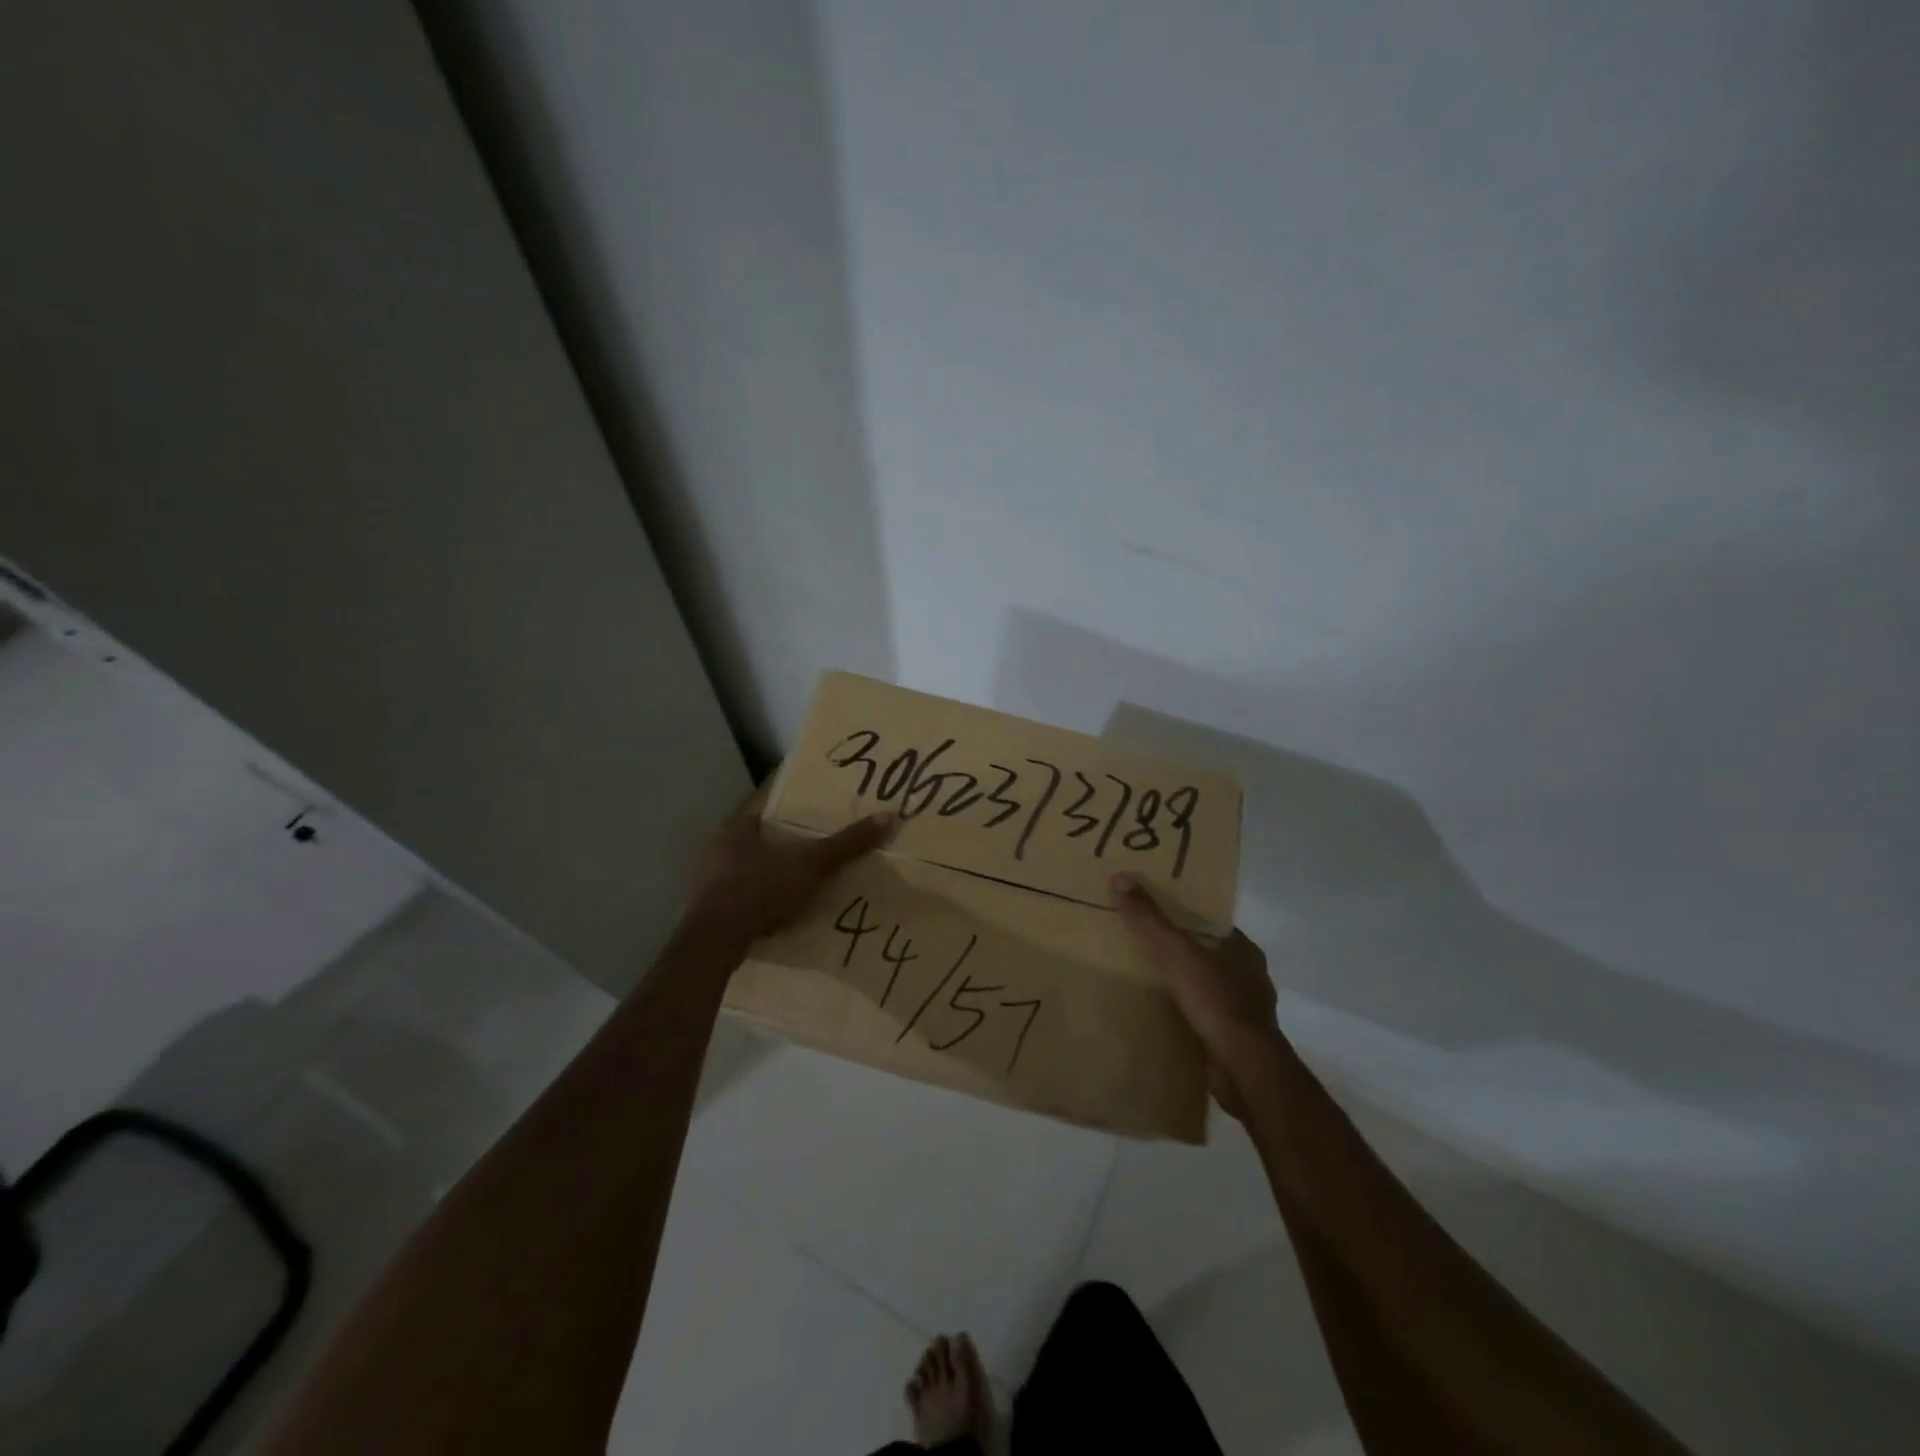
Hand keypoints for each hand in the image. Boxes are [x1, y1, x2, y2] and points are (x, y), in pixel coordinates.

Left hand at [687, 786, 894, 943]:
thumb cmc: (761, 888)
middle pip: (754, 846)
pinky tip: (772, 917)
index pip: (764, 817)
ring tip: (793, 892)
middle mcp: (714, 849)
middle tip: (807, 863)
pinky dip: (753, 906)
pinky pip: (735, 902)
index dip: (786, 823)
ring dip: (764, 881)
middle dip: (777, 854)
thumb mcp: (812, 864)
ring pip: (742, 874)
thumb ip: (847, 844)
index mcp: (735, 828)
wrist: (717, 939)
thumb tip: (888, 817)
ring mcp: (705, 882)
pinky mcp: (703, 912)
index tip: (808, 832)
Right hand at [1110, 872, 1279, 1116]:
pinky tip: (1166, 1017)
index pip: (1213, 924)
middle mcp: (1250, 976)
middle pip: (1211, 955)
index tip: (1158, 917)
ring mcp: (1246, 1010)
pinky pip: (1208, 1019)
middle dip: (1185, 954)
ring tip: (1151, 984)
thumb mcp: (1175, 951)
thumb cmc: (1215, 999)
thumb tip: (1120, 877)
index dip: (1187, 919)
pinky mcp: (1238, 1040)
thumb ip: (1148, 918)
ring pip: (1211, 988)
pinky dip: (1190, 1016)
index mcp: (1243, 949)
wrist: (1244, 1067)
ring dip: (1188, 987)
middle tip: (1146, 949)